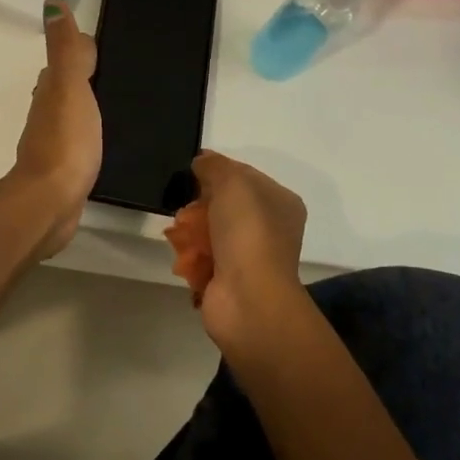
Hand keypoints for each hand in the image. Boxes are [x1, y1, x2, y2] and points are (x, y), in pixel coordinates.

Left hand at [10, 0, 100, 258]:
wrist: (50, 203)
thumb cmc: (65, 141)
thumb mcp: (70, 88)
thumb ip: (65, 50)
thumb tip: (52, 3)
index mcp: (50, 90)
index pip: (66, 61)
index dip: (82, 50)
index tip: (104, 46)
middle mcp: (47, 113)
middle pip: (65, 86)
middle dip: (84, 76)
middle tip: (117, 73)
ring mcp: (53, 142)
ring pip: (70, 114)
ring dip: (85, 106)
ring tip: (116, 105)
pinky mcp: (63, 169)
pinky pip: (77, 141)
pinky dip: (87, 133)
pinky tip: (101, 141)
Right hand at [190, 150, 308, 347]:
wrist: (248, 298)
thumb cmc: (247, 233)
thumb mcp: (233, 183)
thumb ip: (215, 165)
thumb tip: (201, 161)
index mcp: (280, 202)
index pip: (245, 175)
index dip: (218, 169)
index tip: (192, 169)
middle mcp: (269, 227)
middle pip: (225, 202)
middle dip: (201, 201)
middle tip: (184, 202)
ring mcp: (250, 255)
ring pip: (211, 229)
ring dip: (192, 228)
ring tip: (179, 230)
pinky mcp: (229, 277)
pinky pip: (203, 256)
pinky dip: (190, 253)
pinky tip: (181, 252)